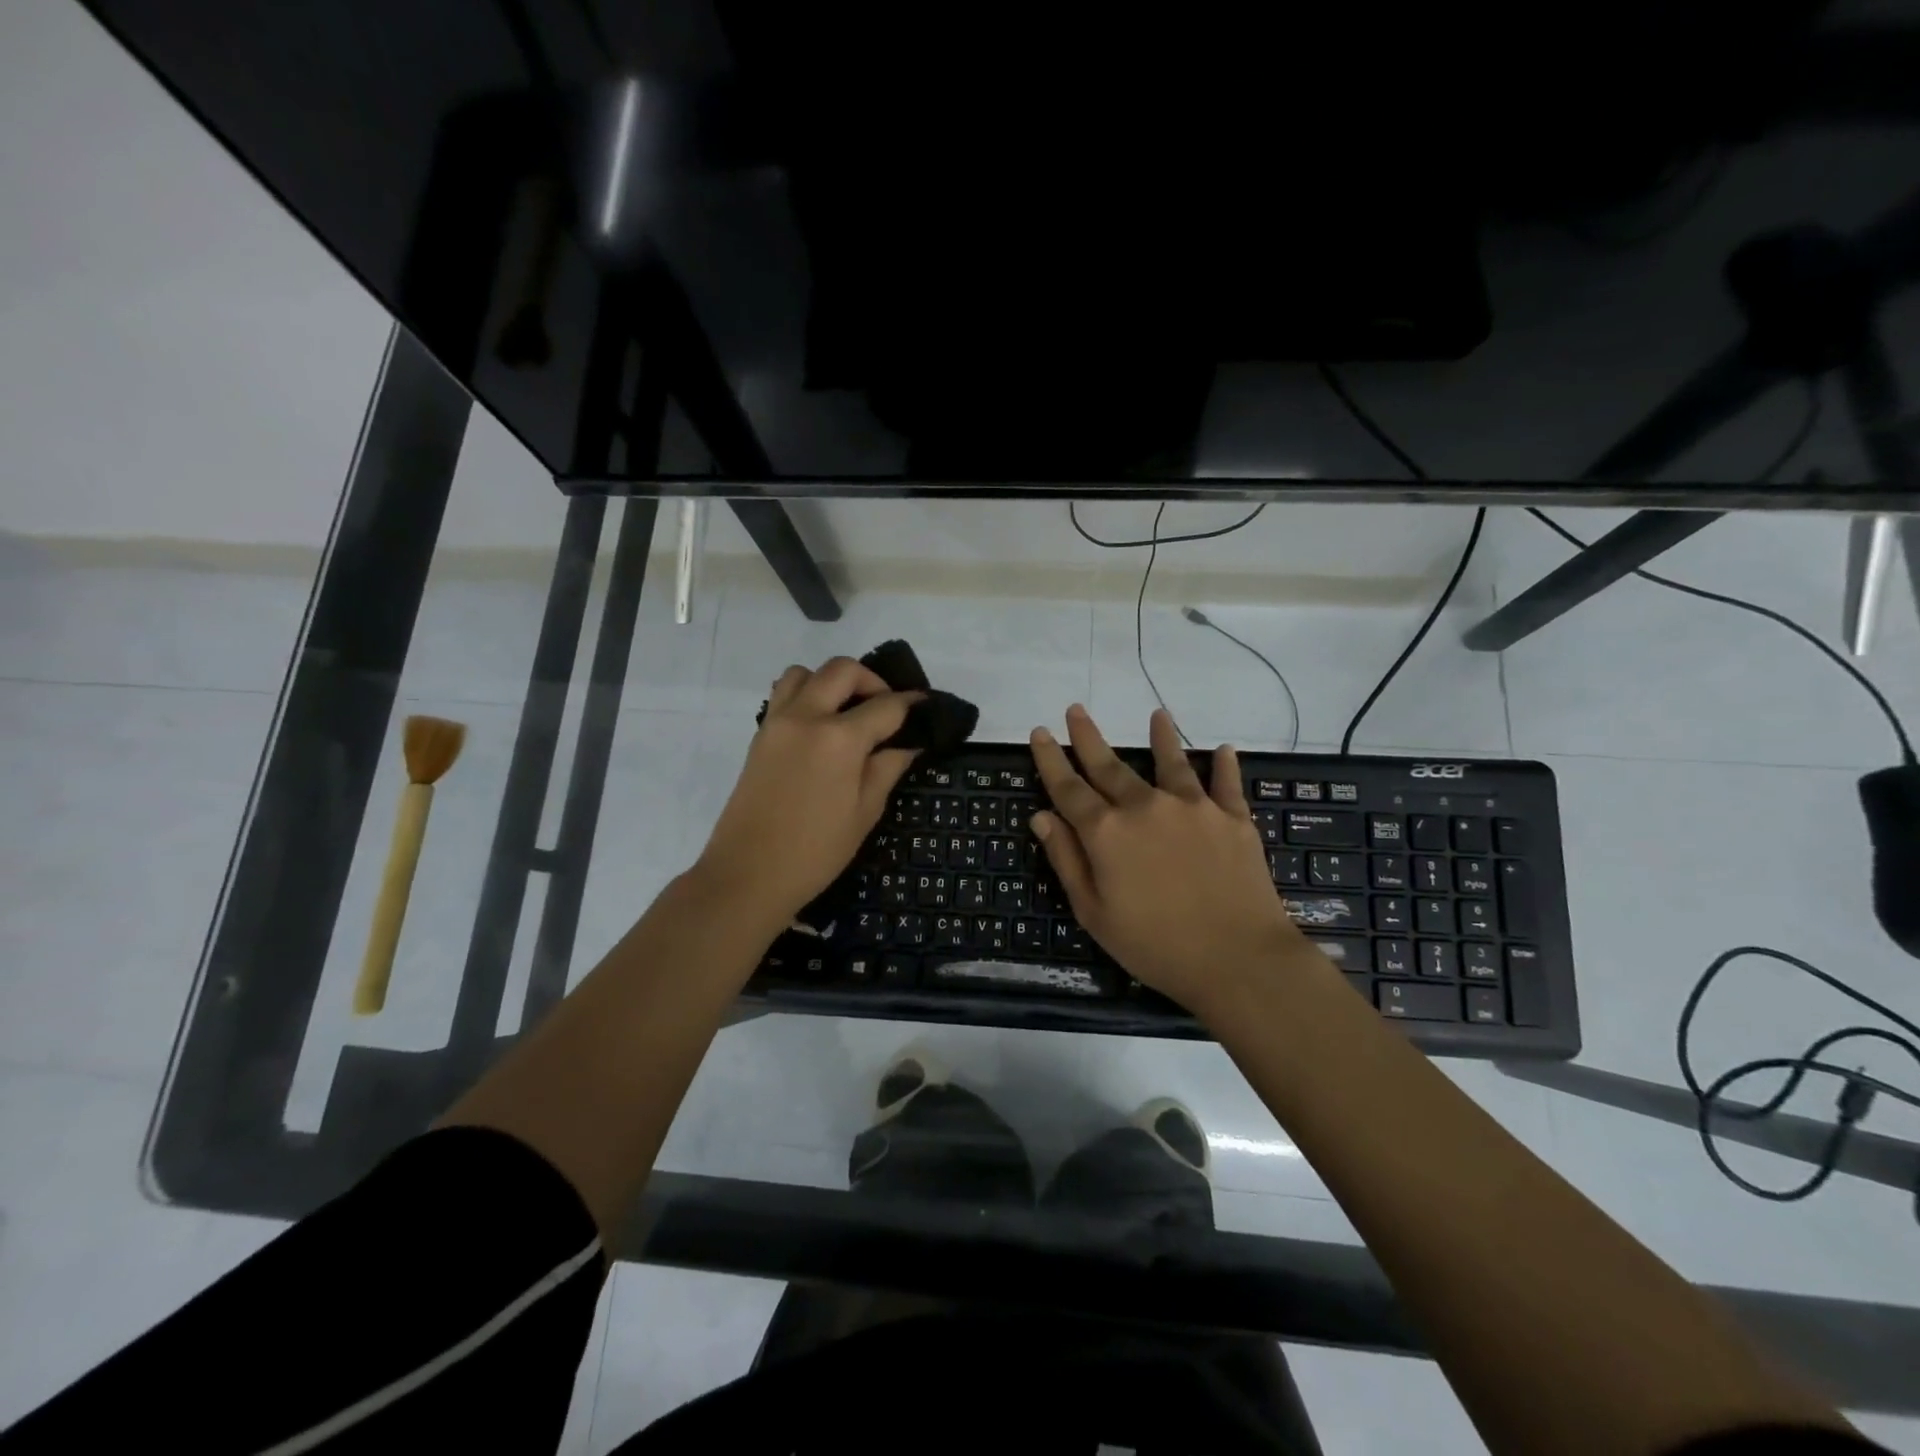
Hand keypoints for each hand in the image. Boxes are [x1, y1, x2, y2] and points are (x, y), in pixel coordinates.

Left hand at [693, 657, 920, 927]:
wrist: (748, 874)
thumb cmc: (816, 851)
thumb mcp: (865, 812)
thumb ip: (888, 767)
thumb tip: (908, 743)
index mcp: (839, 739)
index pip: (886, 705)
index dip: (911, 704)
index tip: (926, 707)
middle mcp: (806, 716)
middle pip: (843, 670)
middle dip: (872, 681)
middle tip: (886, 709)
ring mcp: (777, 721)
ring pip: (806, 673)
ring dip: (832, 682)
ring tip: (848, 713)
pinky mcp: (760, 734)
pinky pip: (784, 693)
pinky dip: (806, 695)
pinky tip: (821, 728)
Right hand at [1029, 704, 1317, 1015]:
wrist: (1237, 958)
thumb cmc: (1155, 945)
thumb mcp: (1094, 913)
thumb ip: (1067, 860)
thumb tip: (1041, 816)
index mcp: (1107, 832)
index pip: (1068, 788)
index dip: (1050, 759)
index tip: (1039, 733)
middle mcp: (1145, 807)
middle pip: (1109, 766)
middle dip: (1088, 737)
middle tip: (1076, 710)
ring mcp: (1192, 808)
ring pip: (1171, 762)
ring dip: (1161, 737)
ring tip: (1158, 714)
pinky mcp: (1232, 818)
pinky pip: (1226, 783)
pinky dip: (1224, 765)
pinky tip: (1224, 749)